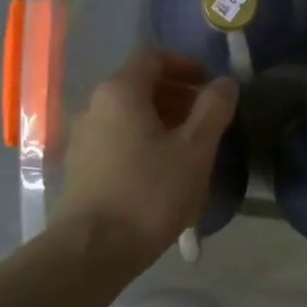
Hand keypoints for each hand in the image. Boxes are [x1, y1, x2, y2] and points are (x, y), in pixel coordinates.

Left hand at [53, 47, 238, 269]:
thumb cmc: (149, 194)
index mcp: (120, 92)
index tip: (211, 87)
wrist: (94, 249)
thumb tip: (225, 83)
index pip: (153, 57)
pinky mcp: (82, 168)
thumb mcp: (194, 150)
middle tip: (207, 120)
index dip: (186, 65)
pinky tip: (163, 173)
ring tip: (190, 149)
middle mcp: (94, 107)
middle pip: (139, 86)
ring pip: (129, 116)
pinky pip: (118, 140)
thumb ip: (213, 110)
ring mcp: (83, 139)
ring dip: (162, 122)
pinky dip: (144, 143)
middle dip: (177, 96)